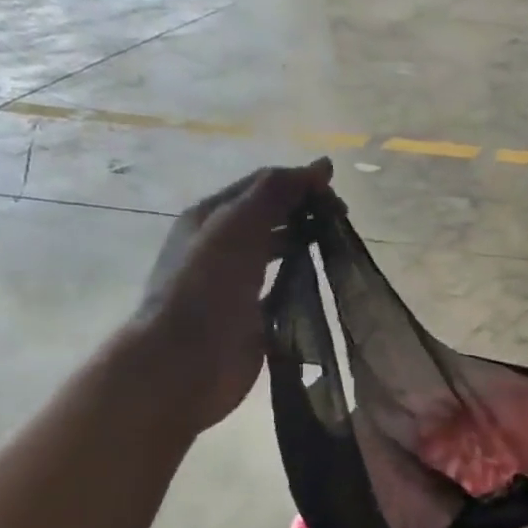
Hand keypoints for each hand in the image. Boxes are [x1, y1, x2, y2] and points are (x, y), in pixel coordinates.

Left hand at [133, 161, 333, 428]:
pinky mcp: (252, 315)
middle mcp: (221, 245)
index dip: (301, 183)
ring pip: (278, 252)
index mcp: (211, 216)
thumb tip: (321, 166)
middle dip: (307, 213)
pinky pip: (283, 288)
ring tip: (339, 249)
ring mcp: (236, 282)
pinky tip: (325, 283)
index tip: (338, 197)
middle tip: (342, 224)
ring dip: (307, 244)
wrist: (185, 361)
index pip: (263, 186)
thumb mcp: (238, 226)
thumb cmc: (207, 287)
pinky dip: (304, 280)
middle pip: (271, 217)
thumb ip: (276, 193)